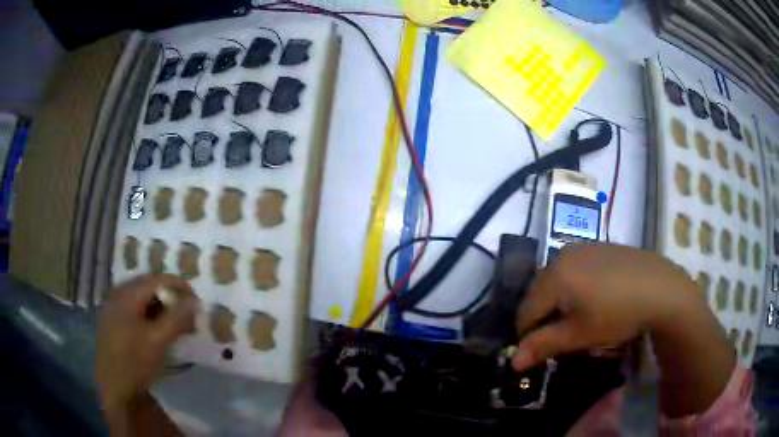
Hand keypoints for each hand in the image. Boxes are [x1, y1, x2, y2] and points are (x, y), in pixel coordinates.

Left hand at [96, 274, 198, 414]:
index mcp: (127, 294)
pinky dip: (149, 315)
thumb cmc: (135, 362)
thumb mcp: (158, 341)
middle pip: (148, 286)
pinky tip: (156, 330)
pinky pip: (134, 310)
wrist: (114, 388)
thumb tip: (194, 301)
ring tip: (174, 323)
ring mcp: (113, 308)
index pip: (157, 279)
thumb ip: (177, 318)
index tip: (196, 301)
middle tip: (186, 313)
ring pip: (141, 299)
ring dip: (160, 307)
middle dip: (169, 297)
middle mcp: (117, 295)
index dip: (179, 286)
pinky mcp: (112, 322)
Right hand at [513, 244, 734, 416]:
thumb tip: (512, 363)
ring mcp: (583, 247)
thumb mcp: (580, 335)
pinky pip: (576, 269)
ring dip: (561, 303)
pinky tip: (597, 299)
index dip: (528, 336)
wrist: (662, 287)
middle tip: (564, 337)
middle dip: (545, 318)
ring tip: (581, 319)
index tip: (542, 352)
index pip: (525, 311)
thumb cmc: (618, 314)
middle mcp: (563, 254)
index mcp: (554, 276)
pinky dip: (577, 287)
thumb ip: (543, 346)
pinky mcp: (600, 246)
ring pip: (558, 281)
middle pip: (539, 294)